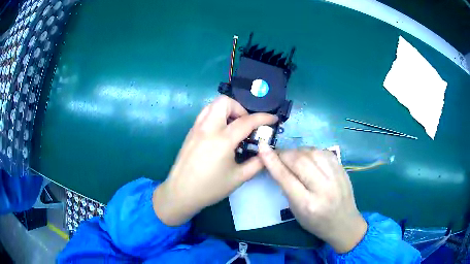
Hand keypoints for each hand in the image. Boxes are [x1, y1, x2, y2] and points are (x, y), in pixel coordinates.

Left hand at [153, 96, 277, 225]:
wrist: (181, 193)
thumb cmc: (210, 188)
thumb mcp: (238, 178)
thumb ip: (257, 163)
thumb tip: (266, 152)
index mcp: (222, 140)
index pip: (246, 120)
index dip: (263, 118)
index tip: (273, 119)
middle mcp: (208, 128)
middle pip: (225, 102)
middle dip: (240, 108)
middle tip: (245, 125)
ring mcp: (196, 128)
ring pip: (212, 105)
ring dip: (226, 110)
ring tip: (233, 127)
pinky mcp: (190, 132)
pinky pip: (205, 114)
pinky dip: (216, 116)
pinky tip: (220, 133)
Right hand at [258, 143, 366, 252]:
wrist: (344, 222)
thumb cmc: (316, 222)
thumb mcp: (296, 211)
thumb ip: (287, 187)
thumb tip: (277, 163)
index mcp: (308, 204)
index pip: (286, 178)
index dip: (272, 161)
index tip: (262, 147)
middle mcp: (323, 188)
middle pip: (299, 161)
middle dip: (284, 154)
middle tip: (277, 154)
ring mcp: (335, 176)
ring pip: (312, 152)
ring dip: (297, 151)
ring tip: (292, 157)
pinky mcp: (342, 168)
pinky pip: (323, 151)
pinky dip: (311, 151)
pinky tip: (308, 156)